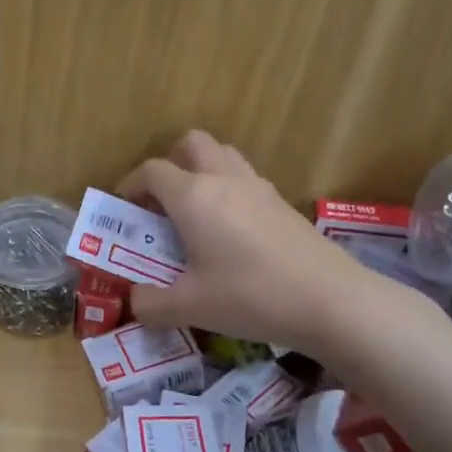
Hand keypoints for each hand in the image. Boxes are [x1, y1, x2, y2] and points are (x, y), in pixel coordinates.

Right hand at [119, 130, 364, 355]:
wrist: (329, 300)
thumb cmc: (249, 296)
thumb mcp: (189, 307)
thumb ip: (151, 304)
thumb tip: (135, 302)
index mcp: (193, 196)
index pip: (152, 170)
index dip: (130, 184)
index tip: (123, 207)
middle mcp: (224, 179)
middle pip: (191, 143)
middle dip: (170, 163)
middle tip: (161, 201)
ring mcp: (258, 187)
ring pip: (223, 155)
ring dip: (202, 170)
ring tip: (195, 211)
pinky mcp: (282, 203)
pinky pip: (245, 179)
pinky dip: (228, 190)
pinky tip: (230, 231)